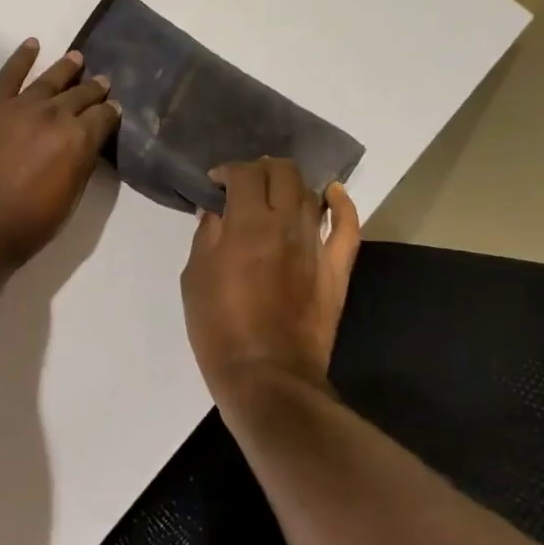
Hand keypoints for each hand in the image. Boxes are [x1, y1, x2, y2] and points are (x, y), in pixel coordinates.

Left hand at [0, 39, 120, 269]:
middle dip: (94, 88)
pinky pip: (9, 74)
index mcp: (78, 140)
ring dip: (66, 68)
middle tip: (103, 82)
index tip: (114, 109)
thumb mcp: (68, 201)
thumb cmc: (25, 224)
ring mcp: (20, 105)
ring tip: (76, 58)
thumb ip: (79, 166)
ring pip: (49, 80)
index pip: (103, 117)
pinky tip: (32, 45)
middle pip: (80, 95)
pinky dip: (22, 57)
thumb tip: (84, 146)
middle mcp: (54, 114)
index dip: (110, 113)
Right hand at [180, 158, 360, 405]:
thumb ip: (207, 237)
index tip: (216, 182)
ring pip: (311, 194)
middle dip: (261, 168)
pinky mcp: (336, 269)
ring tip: (275, 190)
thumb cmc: (219, 327)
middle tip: (245, 183)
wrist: (267, 376)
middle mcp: (286, 224)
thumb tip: (216, 212)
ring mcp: (316, 245)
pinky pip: (348, 227)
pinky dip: (342, 205)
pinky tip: (333, 194)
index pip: (244, 174)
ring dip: (291, 184)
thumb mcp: (195, 278)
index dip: (228, 170)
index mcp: (247, 223)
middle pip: (283, 173)